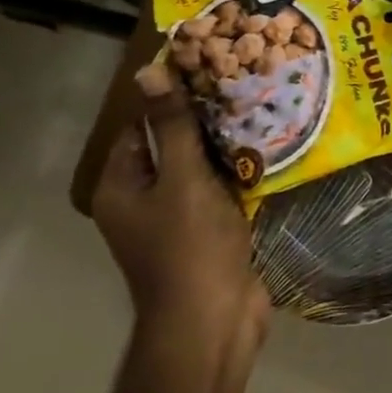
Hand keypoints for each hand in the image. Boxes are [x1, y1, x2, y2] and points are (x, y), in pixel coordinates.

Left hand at [92, 62, 269, 351]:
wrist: (213, 319)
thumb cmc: (190, 246)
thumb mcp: (183, 178)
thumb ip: (172, 127)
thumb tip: (149, 73)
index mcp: (121, 187)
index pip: (139, 128)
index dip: (170, 101)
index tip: (211, 75)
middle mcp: (141, 201)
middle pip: (171, 148)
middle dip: (205, 123)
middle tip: (246, 91)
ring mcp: (175, 220)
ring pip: (200, 171)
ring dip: (227, 149)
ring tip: (264, 115)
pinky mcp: (206, 234)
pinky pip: (220, 193)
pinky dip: (239, 176)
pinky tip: (270, 156)